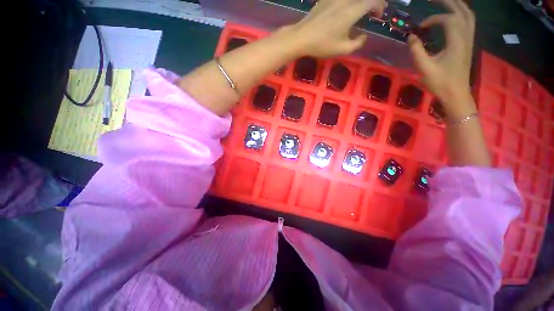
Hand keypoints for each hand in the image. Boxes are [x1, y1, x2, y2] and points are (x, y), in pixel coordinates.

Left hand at [284, 0, 387, 57]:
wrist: (301, 37)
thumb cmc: (322, 44)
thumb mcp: (342, 49)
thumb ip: (357, 43)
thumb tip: (363, 37)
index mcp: (352, 11)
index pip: (373, 1)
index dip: (380, 6)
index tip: (379, 15)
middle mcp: (345, 0)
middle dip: (372, 1)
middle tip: (373, 10)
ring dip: (360, 2)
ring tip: (360, 9)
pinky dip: (348, 2)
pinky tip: (346, 8)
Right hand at [408, 0, 474, 110]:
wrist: (456, 94)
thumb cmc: (440, 83)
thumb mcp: (424, 69)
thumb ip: (416, 51)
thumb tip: (411, 37)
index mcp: (456, 41)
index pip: (448, 19)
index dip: (433, 19)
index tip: (420, 27)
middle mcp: (466, 36)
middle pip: (461, 10)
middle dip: (447, 2)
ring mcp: (469, 39)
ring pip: (468, 14)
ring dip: (456, 5)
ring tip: (443, 3)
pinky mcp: (468, 43)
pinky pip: (468, 21)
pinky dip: (461, 14)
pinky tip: (453, 15)